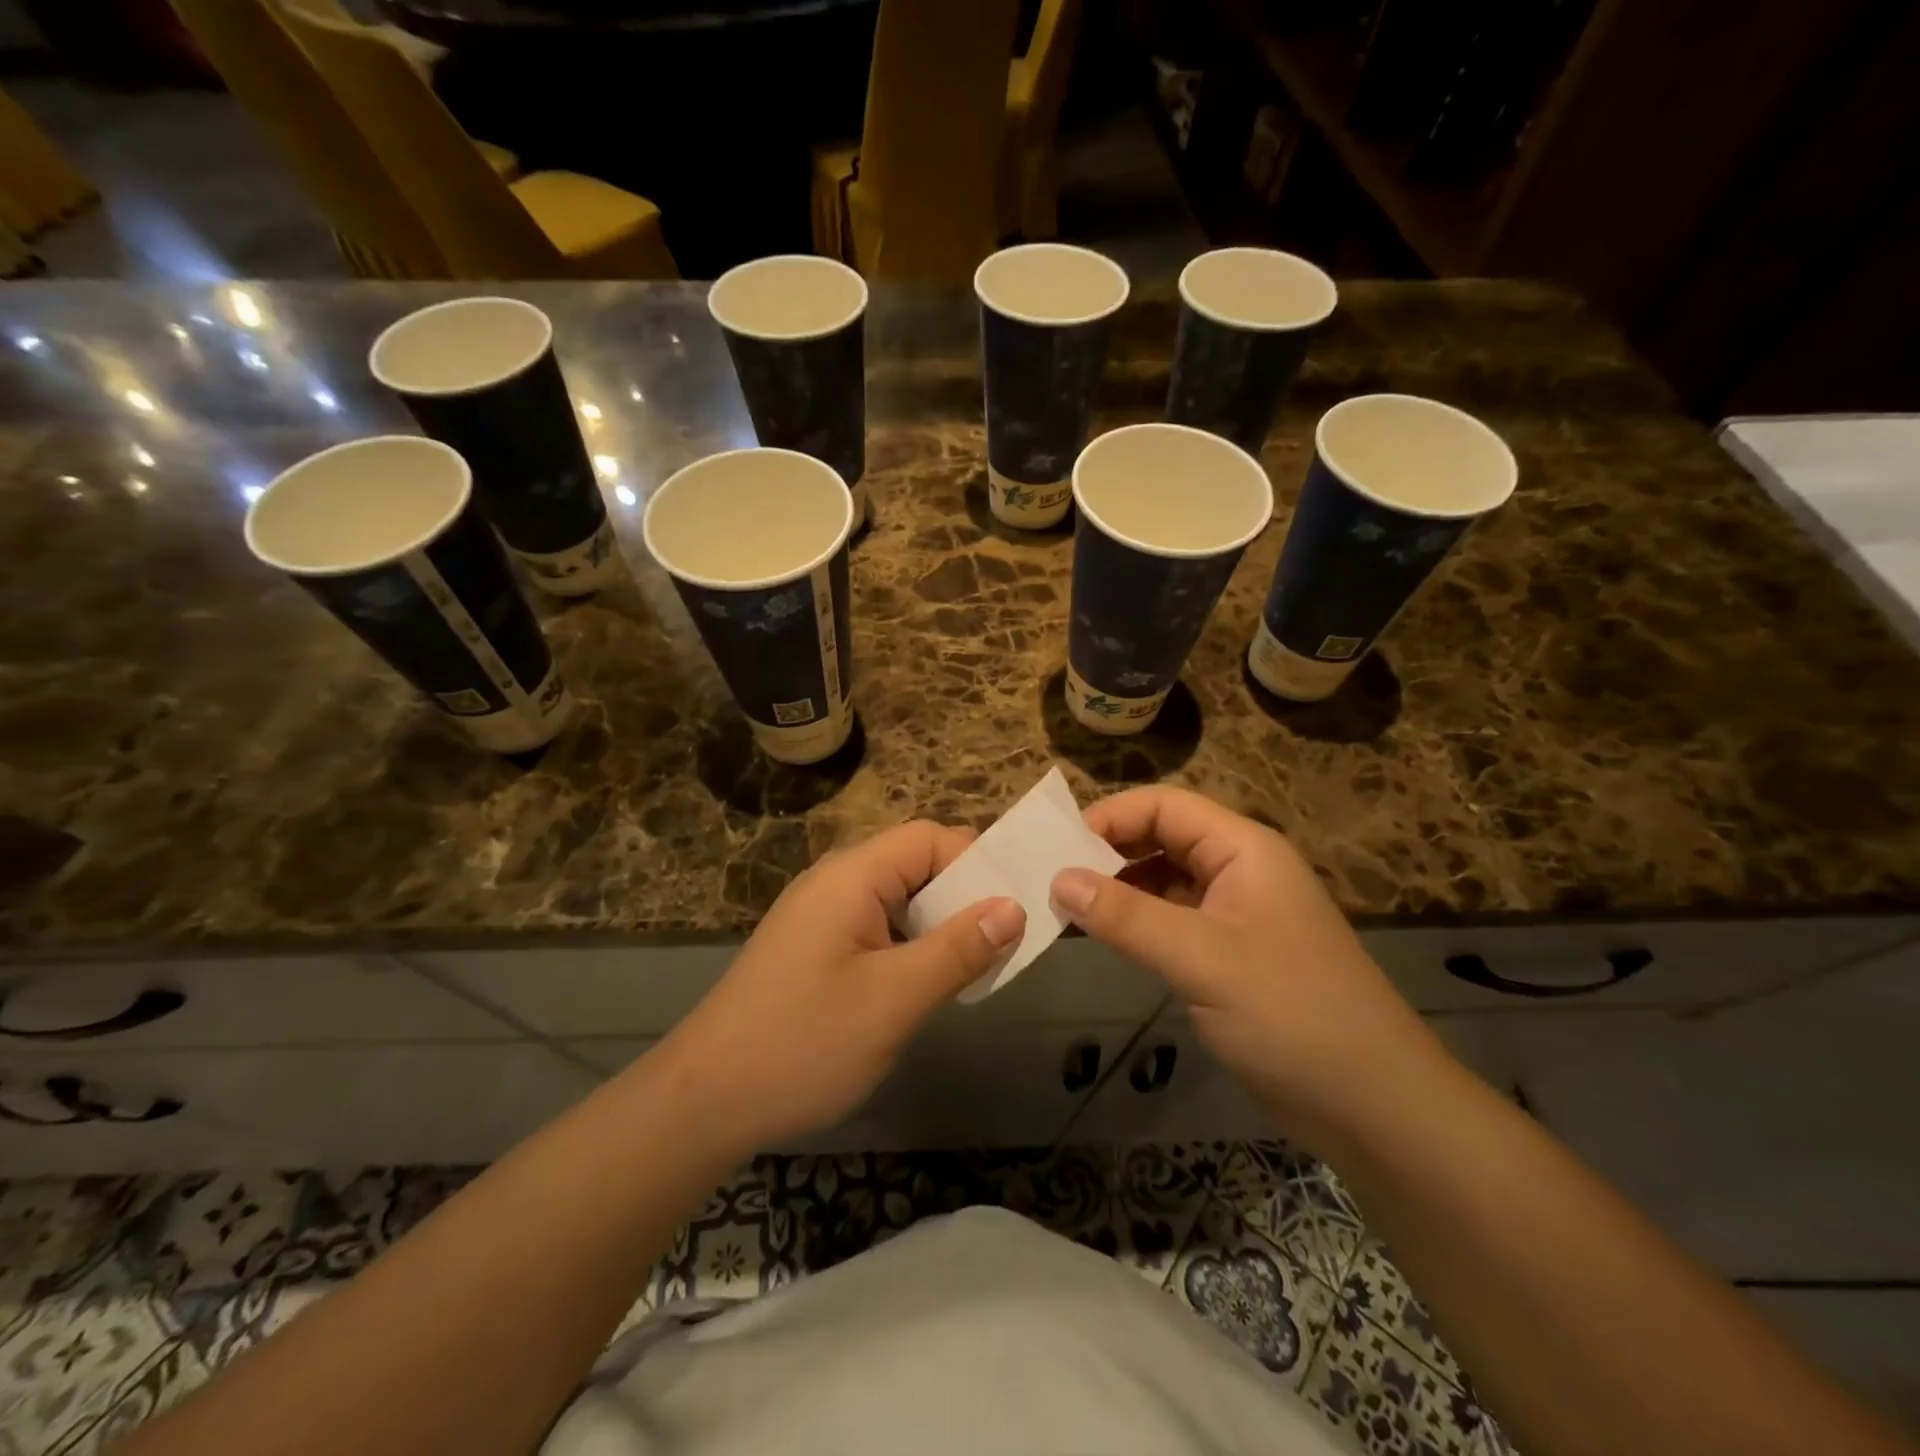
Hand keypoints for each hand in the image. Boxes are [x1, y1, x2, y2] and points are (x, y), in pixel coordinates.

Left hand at [659, 821, 1025, 1152]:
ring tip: (975, 965)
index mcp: (851, 876)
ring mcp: (821, 917)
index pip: (929, 838)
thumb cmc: (804, 1043)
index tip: (1013, 909)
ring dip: (939, 925)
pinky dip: (911, 946)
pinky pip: (877, 928)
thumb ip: (958, 949)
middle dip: (963, 896)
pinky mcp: (814, 949)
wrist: (703, 1103)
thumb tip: (1014, 908)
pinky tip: (926, 984)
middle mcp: (834, 883)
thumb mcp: (894, 999)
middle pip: (914, 864)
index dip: (975, 863)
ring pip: (898, 900)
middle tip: (1004, 941)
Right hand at [1051, 787, 1442, 1146]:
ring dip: (1120, 889)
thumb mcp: (1200, 958)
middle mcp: (1241, 870)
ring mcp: (1238, 914)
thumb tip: (1058, 878)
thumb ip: (1126, 916)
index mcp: (1244, 850)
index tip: (1057, 846)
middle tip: (1052, 878)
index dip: (1111, 816)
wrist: (1375, 1107)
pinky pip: (1174, 920)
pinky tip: (1106, 938)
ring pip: (1166, 880)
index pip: (1166, 806)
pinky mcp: (1233, 955)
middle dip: (1109, 852)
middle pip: (1164, 838)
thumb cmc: (1291, 1015)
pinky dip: (1138, 923)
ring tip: (1066, 908)